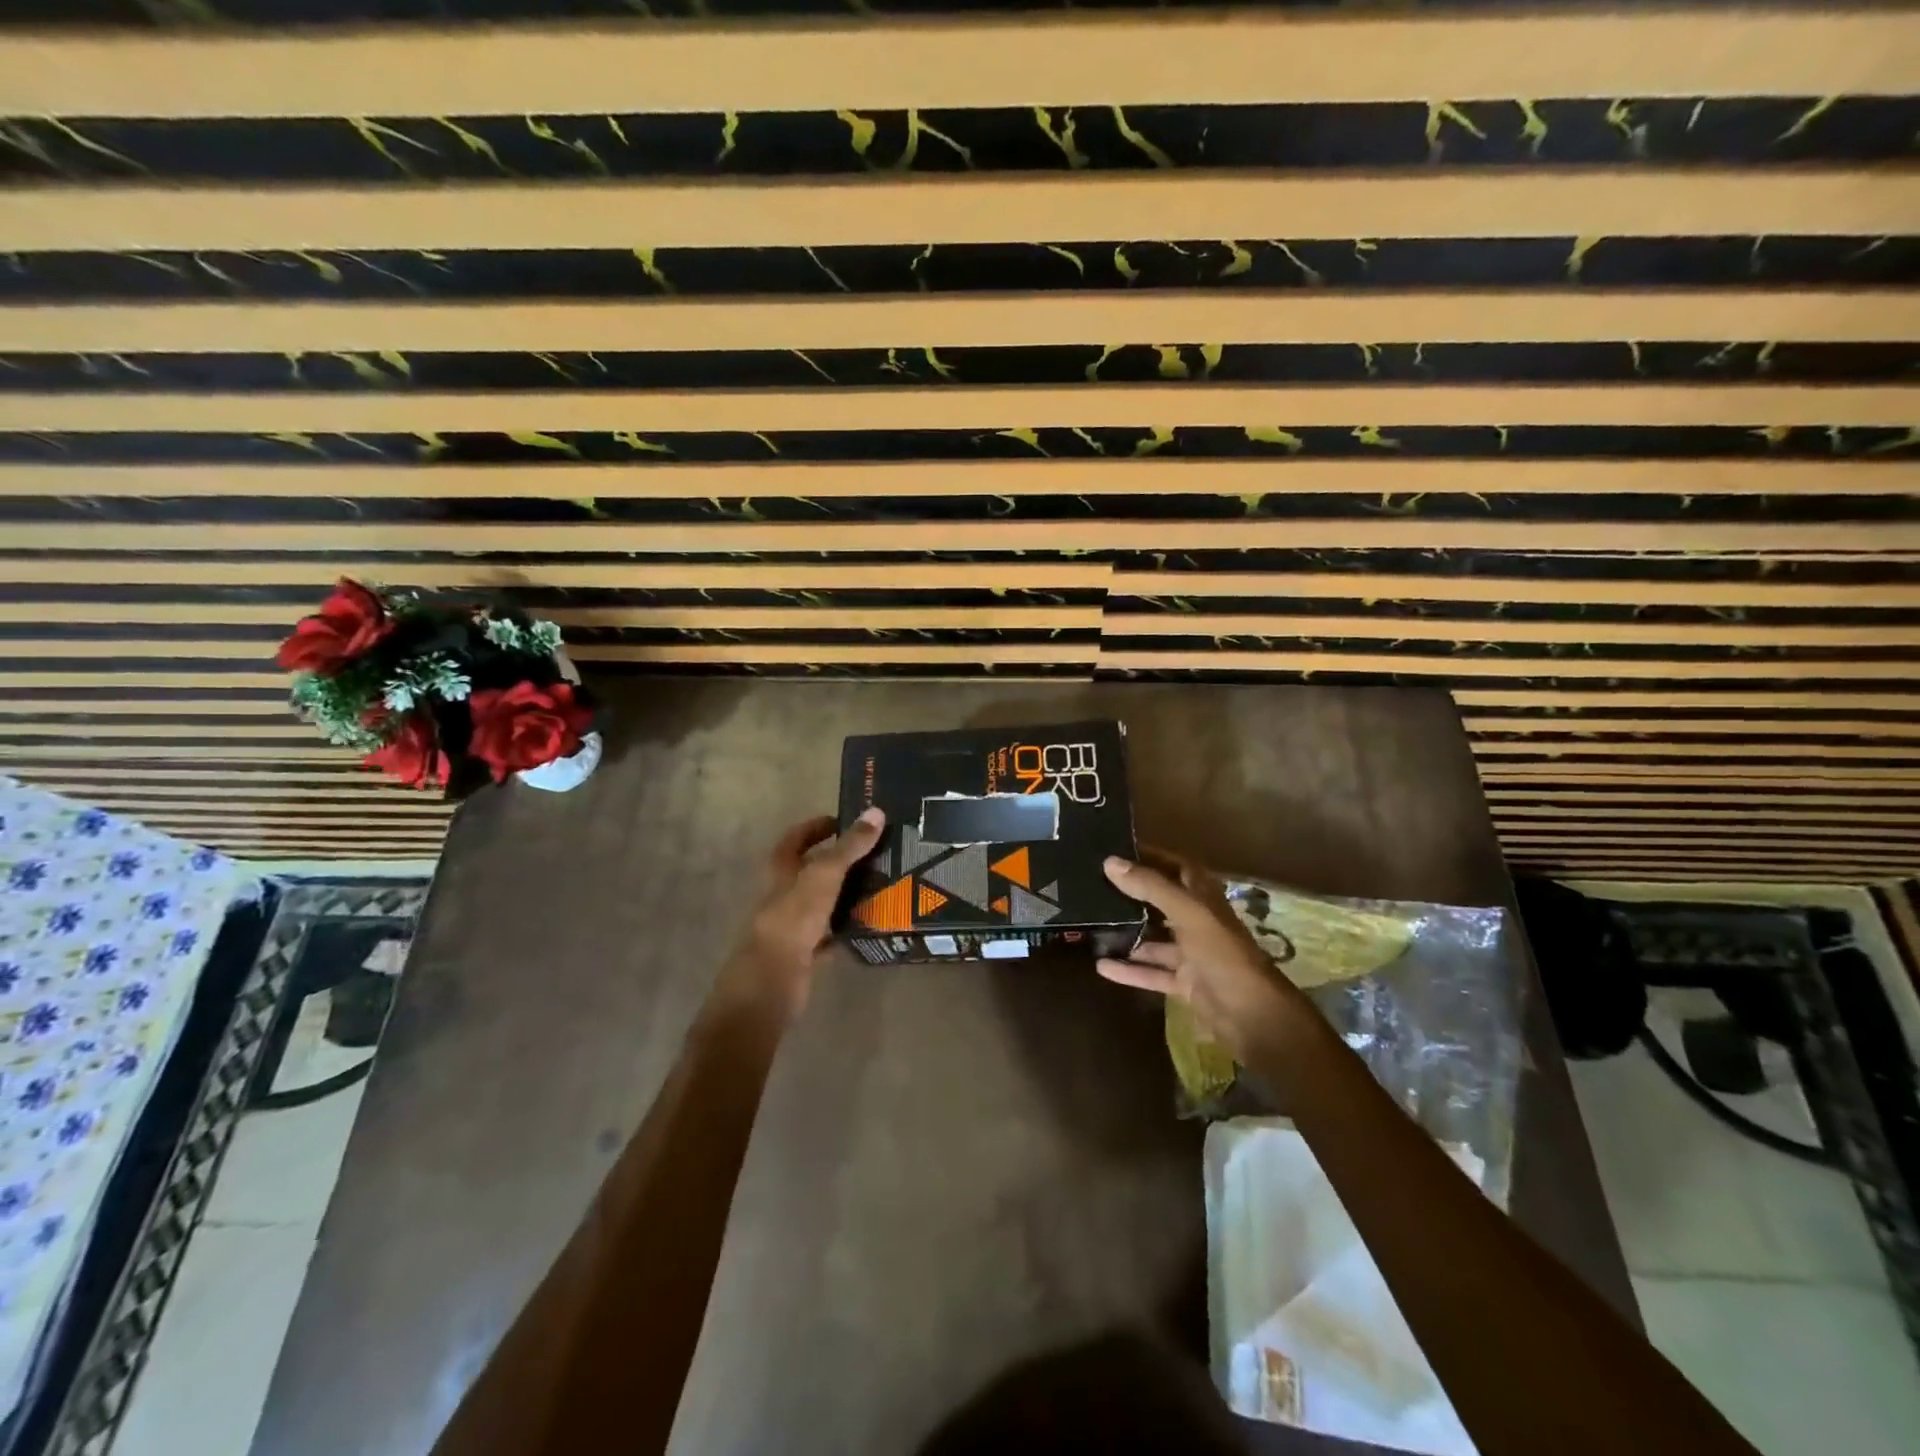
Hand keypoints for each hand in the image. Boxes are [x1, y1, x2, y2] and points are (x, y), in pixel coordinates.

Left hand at [722, 807, 885, 1016]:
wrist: (772, 981)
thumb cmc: (793, 918)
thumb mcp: (824, 875)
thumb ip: (850, 846)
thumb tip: (876, 812)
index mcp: (781, 871)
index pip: (796, 838)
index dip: (816, 827)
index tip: (843, 821)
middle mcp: (784, 895)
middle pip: (810, 871)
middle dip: (838, 861)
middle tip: (874, 852)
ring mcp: (792, 925)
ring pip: (822, 903)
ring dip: (844, 894)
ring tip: (881, 883)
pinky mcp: (803, 953)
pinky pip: (828, 936)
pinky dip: (845, 930)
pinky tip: (869, 925)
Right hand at [1097, 847, 1315, 1064]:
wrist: (1253, 1016)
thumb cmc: (1223, 954)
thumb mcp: (1188, 913)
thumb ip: (1151, 887)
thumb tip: (1110, 862)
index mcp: (1204, 898)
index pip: (1176, 867)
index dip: (1151, 857)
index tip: (1117, 851)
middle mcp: (1198, 921)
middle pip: (1161, 902)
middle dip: (1132, 895)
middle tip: (1094, 886)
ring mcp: (1191, 954)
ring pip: (1153, 939)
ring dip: (1127, 934)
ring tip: (1091, 926)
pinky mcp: (1185, 983)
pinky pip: (1151, 972)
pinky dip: (1129, 970)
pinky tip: (1101, 966)